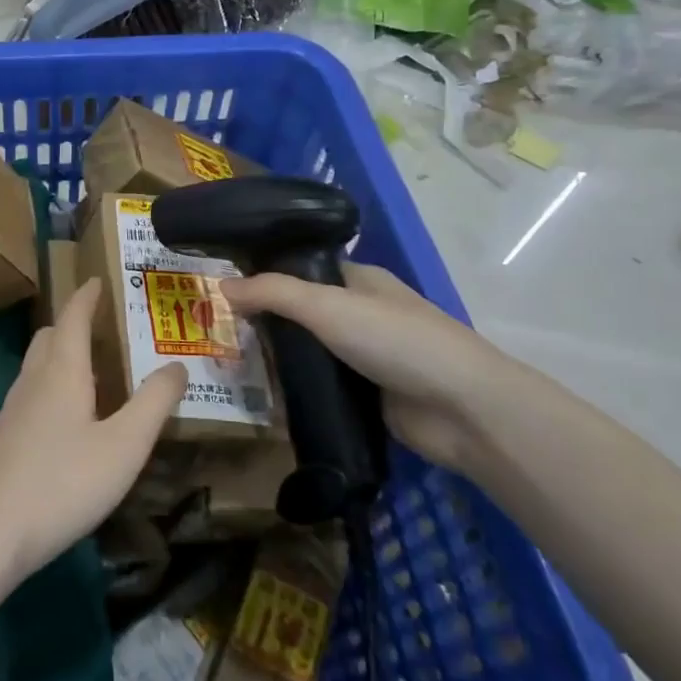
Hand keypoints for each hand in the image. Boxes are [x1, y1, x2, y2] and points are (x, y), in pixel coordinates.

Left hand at [0, 277, 187, 583]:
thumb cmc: (63, 483)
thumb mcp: (124, 446)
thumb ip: (153, 403)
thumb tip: (177, 365)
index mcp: (61, 372)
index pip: (73, 317)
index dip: (86, 295)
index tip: (97, 279)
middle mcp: (32, 381)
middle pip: (50, 337)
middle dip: (73, 324)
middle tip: (102, 327)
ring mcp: (11, 410)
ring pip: (36, 367)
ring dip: (61, 356)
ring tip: (91, 372)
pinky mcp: (1, 439)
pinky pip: (29, 394)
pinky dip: (50, 387)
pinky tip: (66, 421)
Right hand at [221, 264, 527, 474]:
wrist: (463, 410)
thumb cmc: (396, 340)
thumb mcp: (327, 306)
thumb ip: (273, 293)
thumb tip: (221, 286)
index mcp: (359, 281)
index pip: (301, 271)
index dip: (264, 278)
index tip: (222, 292)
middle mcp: (361, 314)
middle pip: (301, 314)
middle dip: (265, 323)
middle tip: (216, 334)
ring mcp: (366, 357)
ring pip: (309, 353)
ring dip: (278, 361)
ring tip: (228, 367)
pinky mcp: (367, 397)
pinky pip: (320, 388)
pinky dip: (296, 391)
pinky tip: (262, 397)